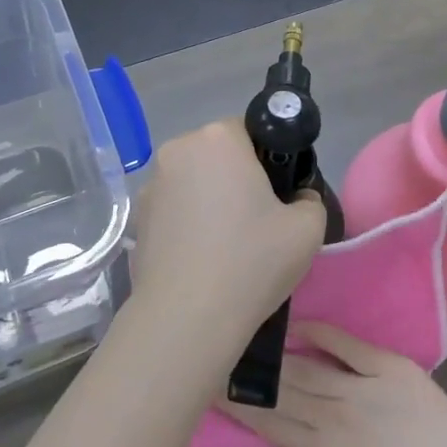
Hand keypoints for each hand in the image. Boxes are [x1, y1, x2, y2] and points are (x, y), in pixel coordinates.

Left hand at [125, 120, 324, 357]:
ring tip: (226, 245)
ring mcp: (151, 183)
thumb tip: (297, 198)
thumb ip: (310, 200)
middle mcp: (178, 149)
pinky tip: (200, 257)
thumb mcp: (307, 229)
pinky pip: (173, 207)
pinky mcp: (137, 217)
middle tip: (257, 220)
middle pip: (217, 154)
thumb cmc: (251, 262)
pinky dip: (187, 222)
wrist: (186, 317)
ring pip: (193, 180)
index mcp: (217, 138)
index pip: (249, 129)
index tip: (277, 194)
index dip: (268, 159)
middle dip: (236, 177)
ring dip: (209, 199)